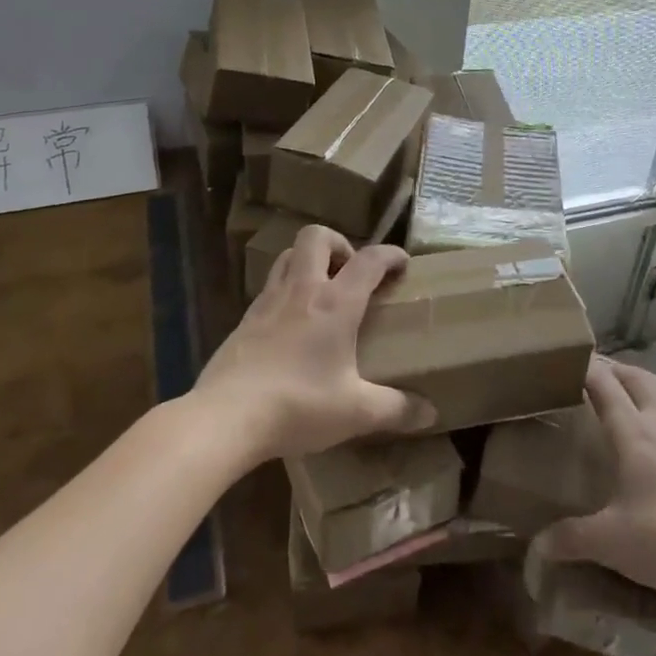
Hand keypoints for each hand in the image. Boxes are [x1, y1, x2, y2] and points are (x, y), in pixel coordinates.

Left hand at [193, 225, 433, 461]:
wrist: (225, 418)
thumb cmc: (298, 406)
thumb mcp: (355, 412)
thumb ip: (396, 409)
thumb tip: (431, 414)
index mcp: (335, 303)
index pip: (369, 260)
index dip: (390, 254)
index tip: (403, 264)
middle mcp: (302, 290)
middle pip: (317, 237)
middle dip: (339, 243)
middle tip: (351, 273)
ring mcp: (268, 301)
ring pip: (287, 255)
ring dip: (308, 260)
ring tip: (322, 290)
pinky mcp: (244, 319)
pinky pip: (269, 286)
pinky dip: (286, 290)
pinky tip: (292, 324)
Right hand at [535, 357, 655, 606]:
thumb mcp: (608, 542)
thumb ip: (570, 539)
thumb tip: (536, 548)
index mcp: (633, 434)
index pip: (604, 387)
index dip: (588, 369)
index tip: (574, 362)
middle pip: (639, 380)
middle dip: (619, 371)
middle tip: (603, 373)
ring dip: (655, 382)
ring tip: (643, 386)